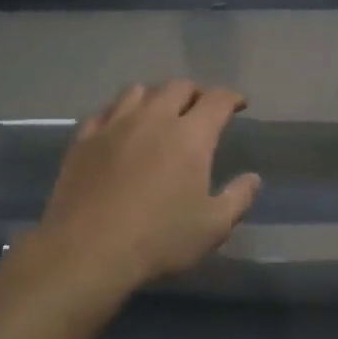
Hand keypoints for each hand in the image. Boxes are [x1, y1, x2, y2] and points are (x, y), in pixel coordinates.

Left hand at [37, 80, 261, 292]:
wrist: (86, 251)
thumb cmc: (158, 239)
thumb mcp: (213, 227)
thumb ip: (238, 198)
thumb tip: (253, 178)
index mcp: (191, 135)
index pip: (217, 100)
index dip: (232, 97)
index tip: (239, 104)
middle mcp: (155, 118)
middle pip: (178, 87)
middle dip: (195, 93)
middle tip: (201, 109)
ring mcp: (115, 125)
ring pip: (139, 91)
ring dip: (156, 96)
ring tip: (160, 113)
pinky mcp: (84, 140)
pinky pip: (105, 111)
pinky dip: (120, 112)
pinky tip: (120, 128)